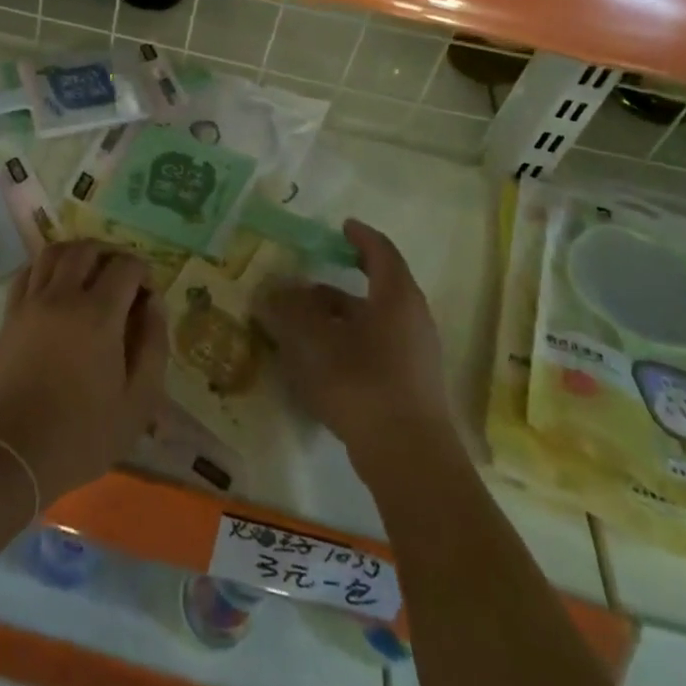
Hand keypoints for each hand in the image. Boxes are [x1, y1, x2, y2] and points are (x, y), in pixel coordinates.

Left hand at [0, 241, 168, 507]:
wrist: (14, 454)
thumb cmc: (83, 434)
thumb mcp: (138, 401)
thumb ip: (153, 345)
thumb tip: (154, 303)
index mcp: (99, 315)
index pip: (126, 266)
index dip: (143, 273)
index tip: (147, 296)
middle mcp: (63, 296)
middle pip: (88, 249)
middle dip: (110, 256)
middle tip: (120, 280)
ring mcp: (32, 302)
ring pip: (54, 252)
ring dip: (77, 254)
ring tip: (89, 274)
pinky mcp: (10, 315)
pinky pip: (28, 271)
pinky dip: (45, 267)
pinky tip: (55, 286)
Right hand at [255, 220, 454, 484]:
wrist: (409, 458)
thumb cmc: (363, 383)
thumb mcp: (316, 341)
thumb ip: (290, 311)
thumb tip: (270, 291)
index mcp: (396, 297)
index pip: (382, 252)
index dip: (361, 237)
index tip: (343, 226)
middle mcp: (412, 320)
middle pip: (375, 290)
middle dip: (336, 286)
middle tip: (304, 284)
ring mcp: (415, 356)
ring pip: (373, 323)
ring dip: (339, 318)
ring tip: (302, 326)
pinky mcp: (410, 387)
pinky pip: (375, 350)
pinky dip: (348, 344)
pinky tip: (320, 362)